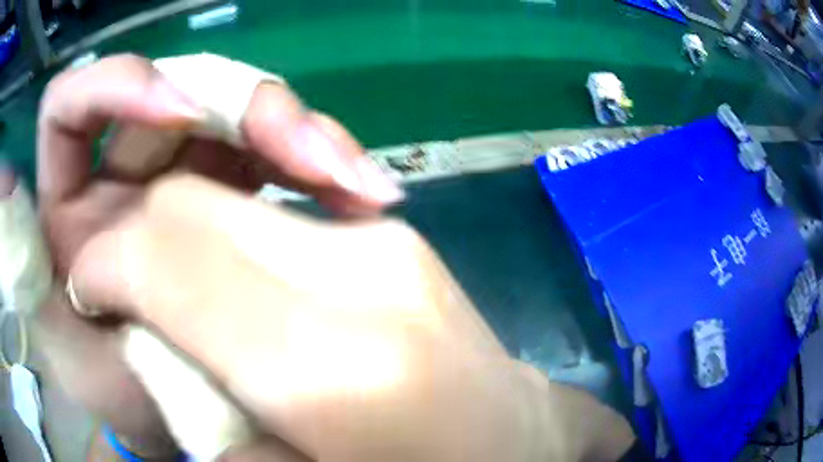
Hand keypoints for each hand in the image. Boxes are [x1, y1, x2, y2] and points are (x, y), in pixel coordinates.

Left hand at [34, 54, 401, 457]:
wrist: (176, 417)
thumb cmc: (124, 396)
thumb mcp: (79, 358)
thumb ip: (55, 290)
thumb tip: (55, 215)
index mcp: (70, 203)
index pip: (70, 105)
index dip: (118, 85)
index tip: (184, 116)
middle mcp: (121, 175)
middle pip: (178, 94)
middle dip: (247, 109)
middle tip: (310, 155)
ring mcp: (179, 176)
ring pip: (237, 116)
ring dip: (301, 136)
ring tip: (356, 184)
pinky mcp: (229, 193)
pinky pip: (275, 154)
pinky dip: (322, 165)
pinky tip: (364, 195)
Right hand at [68, 175, 634, 461]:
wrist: (519, 441)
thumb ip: (203, 420)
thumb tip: (142, 350)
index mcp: (335, 364)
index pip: (166, 250)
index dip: (105, 261)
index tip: (86, 290)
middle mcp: (362, 274)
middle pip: (191, 206)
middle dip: (132, 238)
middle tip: (116, 291)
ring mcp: (386, 241)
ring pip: (226, 200)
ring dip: (172, 238)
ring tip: (162, 294)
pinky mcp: (394, 237)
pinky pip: (271, 215)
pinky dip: (220, 241)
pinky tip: (225, 291)